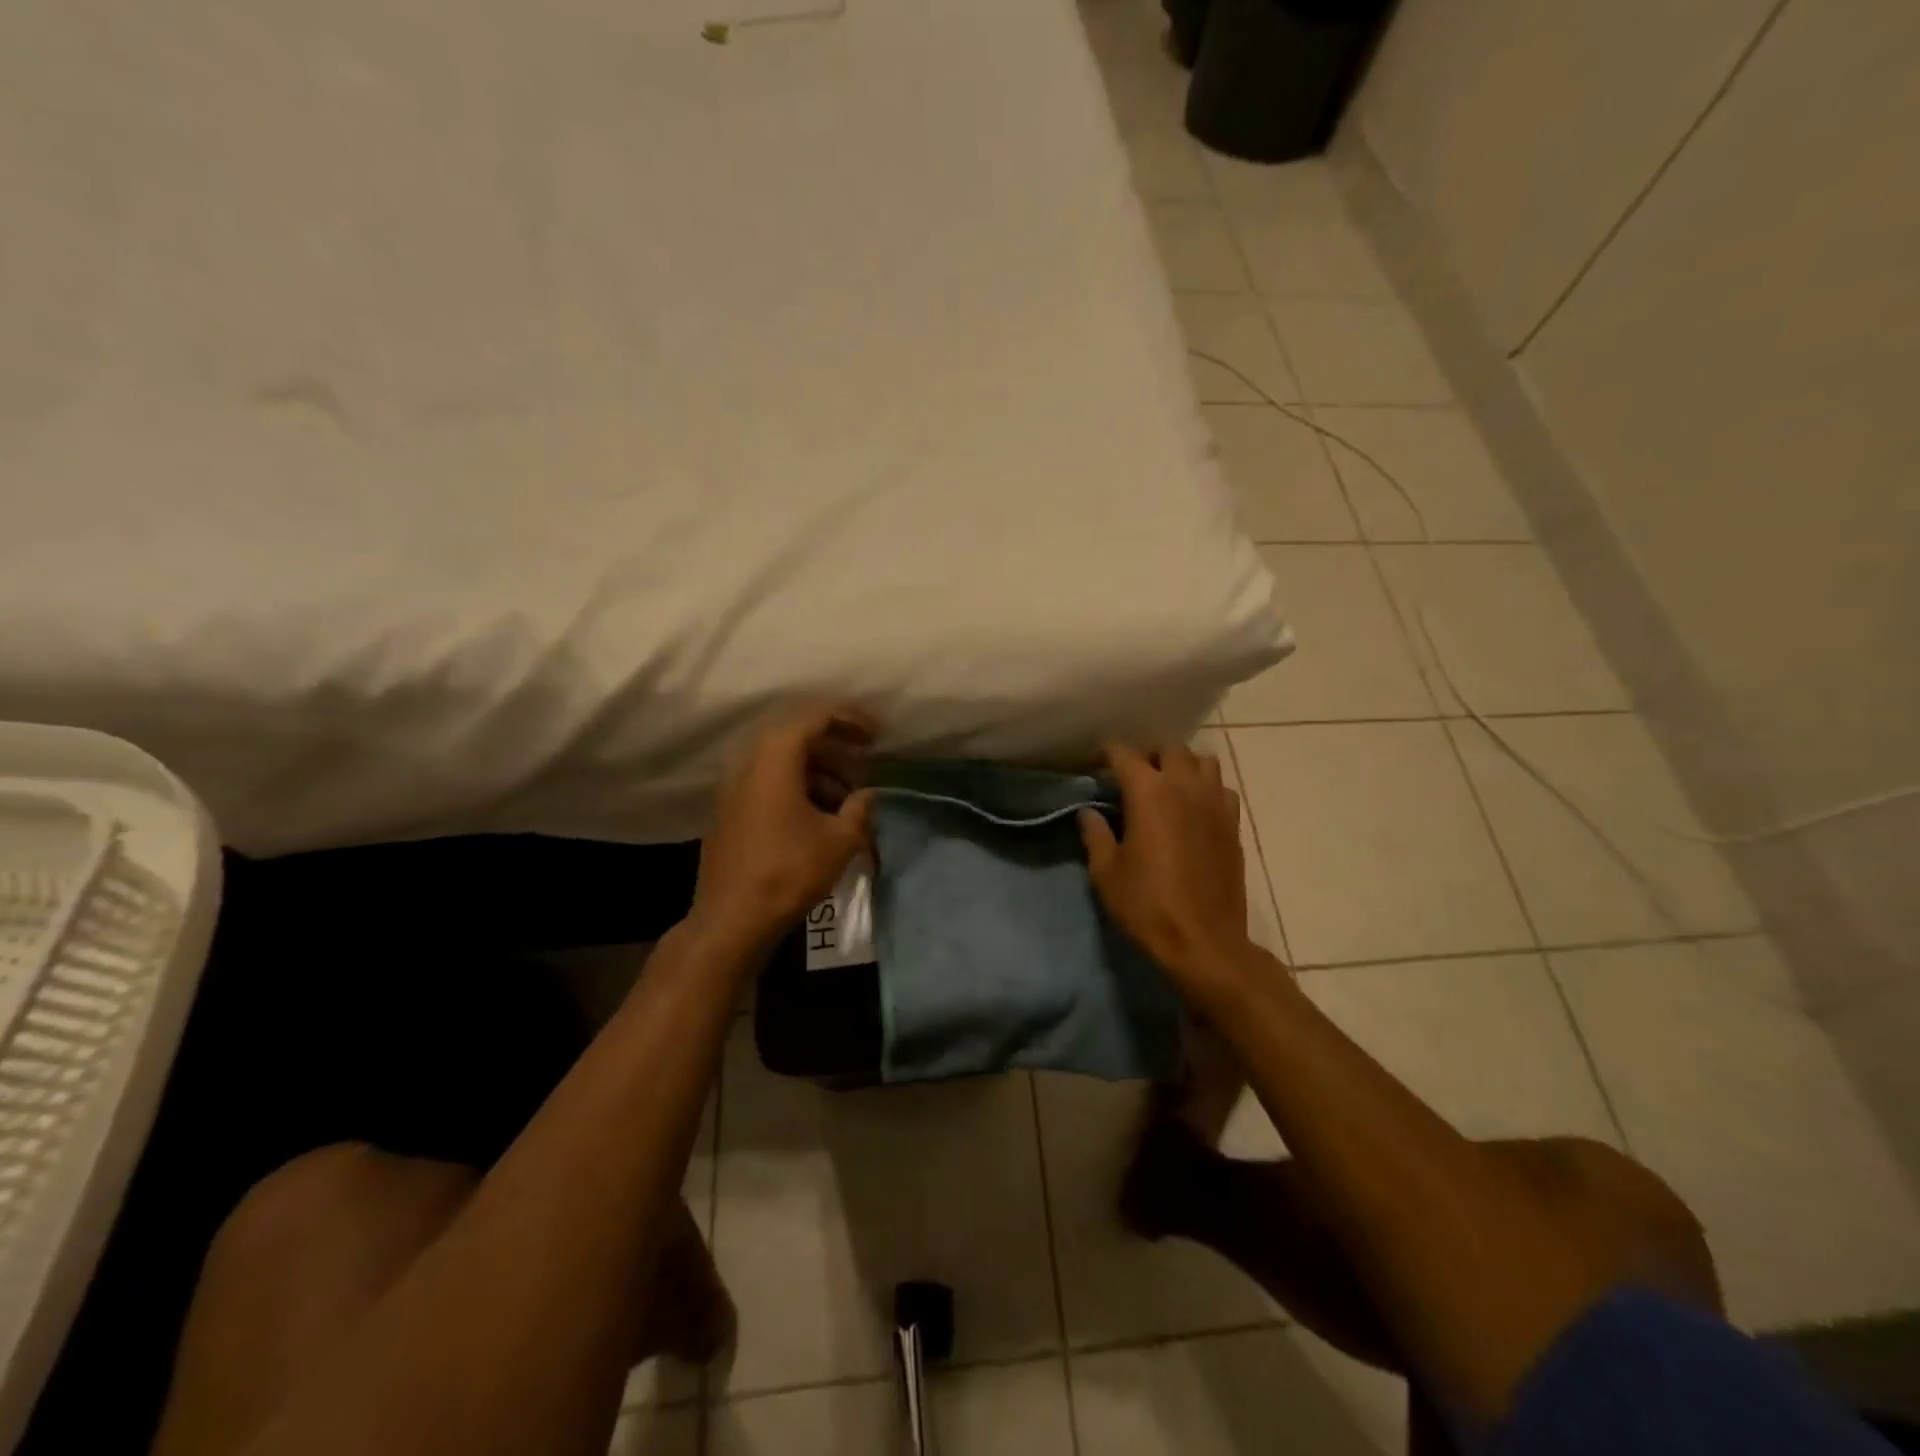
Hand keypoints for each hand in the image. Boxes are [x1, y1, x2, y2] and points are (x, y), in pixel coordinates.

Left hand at [690, 706, 876, 948]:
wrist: (732, 919)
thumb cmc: (789, 872)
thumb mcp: (839, 839)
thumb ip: (860, 808)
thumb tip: (870, 794)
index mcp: (776, 757)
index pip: (816, 716)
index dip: (852, 719)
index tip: (878, 736)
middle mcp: (750, 762)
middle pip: (798, 737)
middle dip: (837, 748)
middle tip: (867, 763)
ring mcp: (735, 787)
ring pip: (784, 763)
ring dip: (820, 771)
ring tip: (850, 797)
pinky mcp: (730, 811)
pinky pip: (769, 783)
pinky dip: (799, 788)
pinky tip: (822, 816)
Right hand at [1079, 743, 1256, 989]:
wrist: (1204, 942)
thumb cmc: (1147, 906)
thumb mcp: (1106, 872)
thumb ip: (1095, 834)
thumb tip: (1088, 812)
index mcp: (1149, 793)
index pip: (1124, 754)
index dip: (1107, 753)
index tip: (1095, 764)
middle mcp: (1185, 787)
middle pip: (1169, 749)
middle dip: (1148, 756)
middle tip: (1132, 777)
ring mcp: (1215, 804)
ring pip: (1203, 762)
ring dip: (1183, 767)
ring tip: (1167, 787)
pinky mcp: (1233, 825)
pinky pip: (1222, 789)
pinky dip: (1207, 789)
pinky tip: (1194, 810)